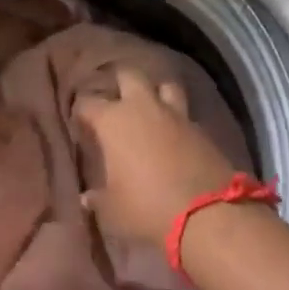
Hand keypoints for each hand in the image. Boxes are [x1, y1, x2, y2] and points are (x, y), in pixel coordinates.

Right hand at [74, 69, 238, 252]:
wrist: (206, 215)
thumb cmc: (147, 207)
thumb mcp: (113, 211)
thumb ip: (97, 199)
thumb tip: (86, 198)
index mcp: (113, 121)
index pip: (87, 103)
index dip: (81, 112)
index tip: (81, 124)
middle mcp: (142, 107)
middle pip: (128, 74)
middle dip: (120, 82)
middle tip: (116, 102)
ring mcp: (174, 114)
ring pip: (163, 85)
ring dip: (156, 93)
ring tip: (151, 108)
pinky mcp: (201, 128)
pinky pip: (185, 113)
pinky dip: (178, 119)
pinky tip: (175, 134)